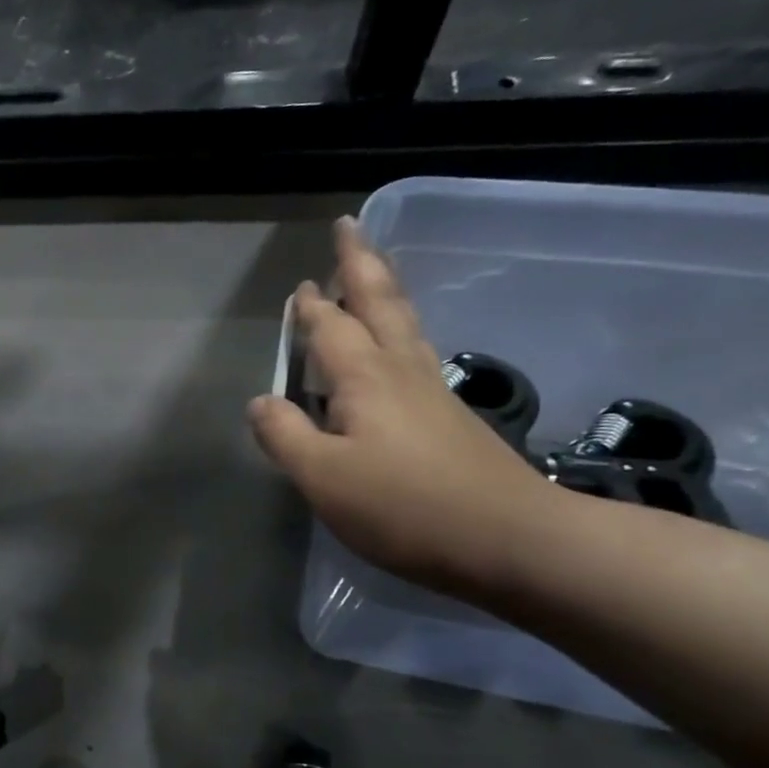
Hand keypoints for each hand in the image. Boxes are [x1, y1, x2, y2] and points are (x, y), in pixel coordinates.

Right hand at [247, 217, 554, 597]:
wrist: (508, 539)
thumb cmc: (402, 506)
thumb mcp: (322, 476)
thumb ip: (284, 435)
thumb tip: (260, 401)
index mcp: (364, 379)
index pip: (329, 328)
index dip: (310, 307)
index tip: (300, 285)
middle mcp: (400, 371)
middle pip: (379, 304)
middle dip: (360, 265)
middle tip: (350, 228)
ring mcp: (431, 393)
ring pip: (404, 324)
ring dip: (384, 292)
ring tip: (372, 274)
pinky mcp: (450, 418)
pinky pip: (415, 353)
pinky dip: (400, 330)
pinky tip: (397, 346)